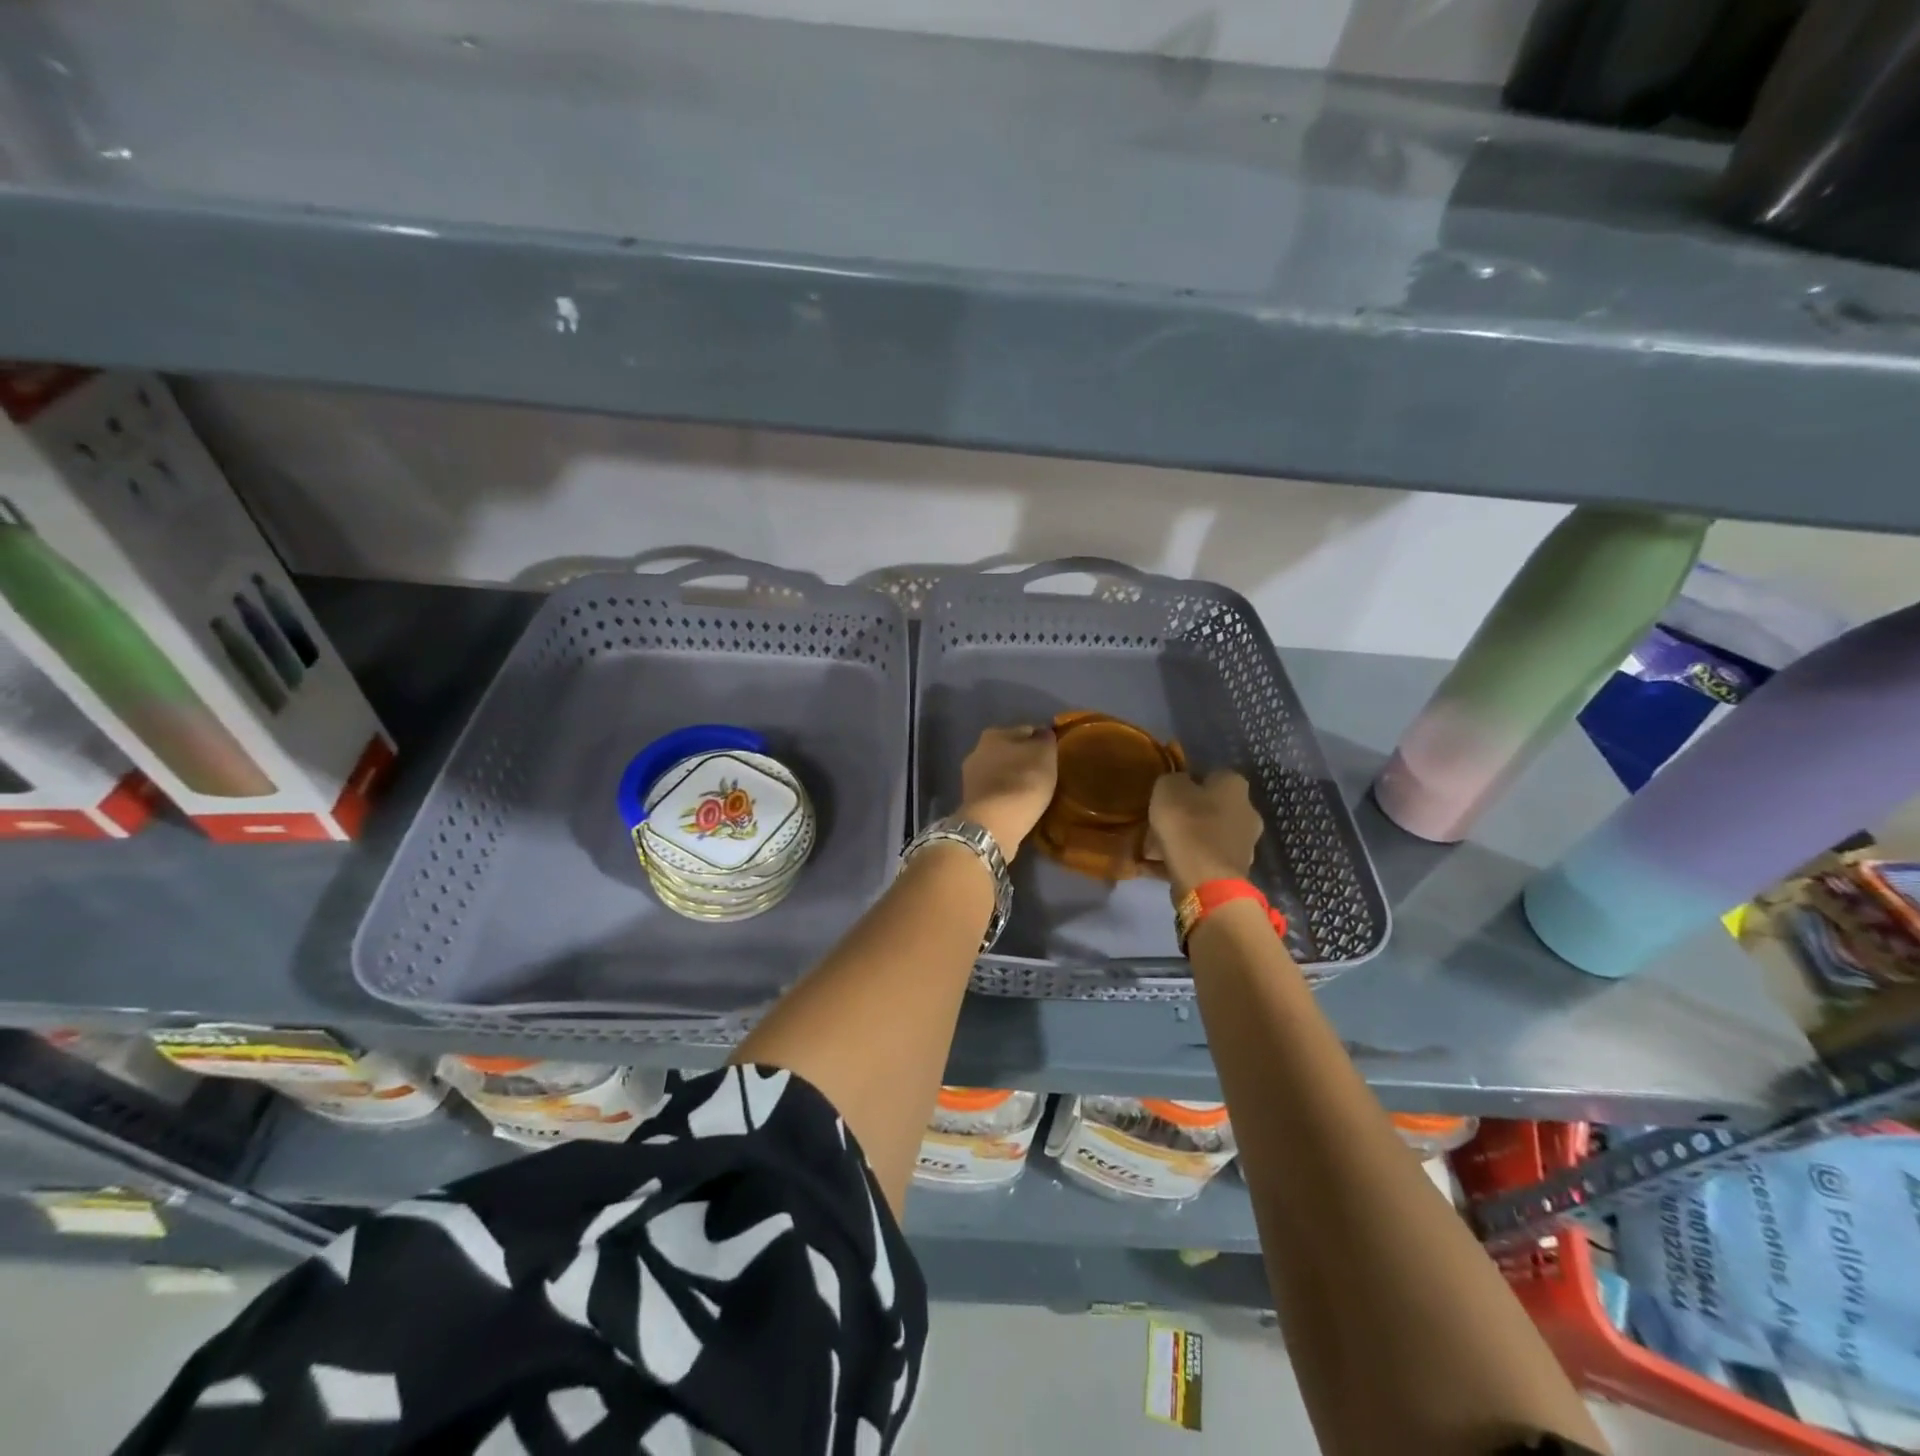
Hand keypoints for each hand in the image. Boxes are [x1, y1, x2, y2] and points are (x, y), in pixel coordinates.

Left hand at [959, 725, 1057, 859]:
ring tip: (1034, 793)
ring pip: (1001, 772)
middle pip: (1010, 751)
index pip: (1026, 731)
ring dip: (1014, 779)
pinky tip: (1018, 805)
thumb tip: (1043, 733)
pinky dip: (1006, 795)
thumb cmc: (1023, 782)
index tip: (1054, 757)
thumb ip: (1045, 739)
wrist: (993, 823)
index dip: (1042, 743)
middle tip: (1044, 775)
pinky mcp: (971, 801)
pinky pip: (996, 792)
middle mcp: (977, 750)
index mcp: (994, 733)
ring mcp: (971, 777)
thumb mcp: (1045, 754)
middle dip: (1025, 760)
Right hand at [1146, 770, 1263, 894]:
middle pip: (1209, 808)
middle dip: (1185, 816)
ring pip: (1205, 836)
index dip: (1185, 784)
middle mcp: (1247, 811)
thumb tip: (1178, 784)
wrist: (1206, 881)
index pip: (1210, 775)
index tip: (1165, 796)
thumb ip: (1172, 780)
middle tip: (1158, 824)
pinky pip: (1203, 859)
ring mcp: (1244, 844)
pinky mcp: (1234, 870)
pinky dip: (1184, 861)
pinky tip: (1158, 867)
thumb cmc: (1188, 825)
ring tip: (1153, 850)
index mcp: (1234, 785)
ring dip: (1184, 840)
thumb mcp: (1168, 789)